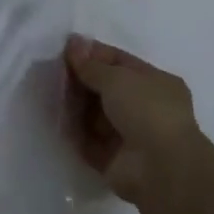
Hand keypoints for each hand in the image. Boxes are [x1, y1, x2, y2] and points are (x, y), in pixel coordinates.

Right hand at [64, 36, 207, 208]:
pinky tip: (58, 123)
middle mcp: (146, 109)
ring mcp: (131, 137)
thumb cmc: (146, 110)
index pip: (120, 62)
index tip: (67, 49)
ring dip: (76, 107)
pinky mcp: (115, 161)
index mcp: (156, 83)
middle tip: (56, 73)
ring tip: (53, 97)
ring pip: (96, 116)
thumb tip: (73, 44)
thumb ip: (91, 64)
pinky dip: (75, 134)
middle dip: (82, 81)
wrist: (161, 169)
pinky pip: (90, 142)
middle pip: (106, 89)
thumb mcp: (117, 77)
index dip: (94, 54)